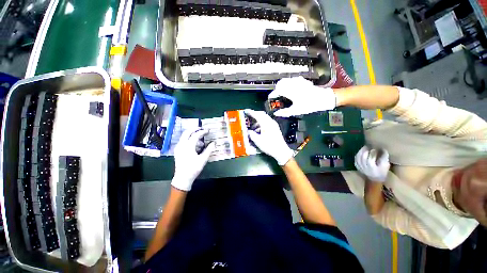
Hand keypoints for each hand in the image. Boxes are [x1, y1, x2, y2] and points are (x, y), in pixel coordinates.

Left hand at [171, 128, 215, 190]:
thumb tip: (214, 143)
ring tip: (201, 141)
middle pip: (187, 132)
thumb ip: (209, 150)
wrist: (182, 178)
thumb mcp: (203, 159)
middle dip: (195, 129)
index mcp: (188, 146)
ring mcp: (178, 148)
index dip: (202, 132)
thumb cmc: (193, 168)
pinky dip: (189, 140)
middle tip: (202, 129)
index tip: (208, 131)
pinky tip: (195, 146)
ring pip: (184, 136)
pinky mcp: (177, 151)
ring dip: (192, 135)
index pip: (195, 135)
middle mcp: (181, 145)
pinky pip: (183, 141)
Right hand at [244, 109, 292, 165]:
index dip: (251, 112)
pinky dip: (261, 125)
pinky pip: (267, 123)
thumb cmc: (269, 145)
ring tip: (252, 128)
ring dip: (258, 122)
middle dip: (254, 115)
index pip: (257, 115)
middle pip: (262, 115)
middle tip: (249, 117)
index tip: (245, 111)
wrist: (281, 151)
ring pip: (264, 119)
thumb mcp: (258, 140)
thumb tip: (247, 131)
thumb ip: (251, 134)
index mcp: (266, 123)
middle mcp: (270, 122)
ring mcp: (274, 125)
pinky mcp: (275, 128)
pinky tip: (258, 131)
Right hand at [269, 77, 336, 116]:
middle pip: (280, 83)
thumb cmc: (310, 105)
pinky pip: (291, 80)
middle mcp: (293, 84)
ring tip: (282, 93)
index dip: (272, 94)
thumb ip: (285, 112)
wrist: (324, 98)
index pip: (277, 90)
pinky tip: (290, 90)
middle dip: (276, 89)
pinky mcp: (302, 81)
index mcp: (290, 91)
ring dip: (282, 86)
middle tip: (277, 96)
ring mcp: (298, 81)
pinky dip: (288, 84)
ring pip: (285, 80)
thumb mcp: (296, 110)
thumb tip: (276, 114)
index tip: (270, 98)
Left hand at [354, 146, 389, 182]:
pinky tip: (361, 151)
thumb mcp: (386, 165)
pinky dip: (358, 154)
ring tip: (365, 147)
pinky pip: (356, 159)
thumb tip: (383, 149)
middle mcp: (364, 167)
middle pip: (363, 157)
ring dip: (361, 151)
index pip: (371, 158)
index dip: (373, 152)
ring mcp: (359, 166)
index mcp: (372, 167)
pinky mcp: (357, 166)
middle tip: (369, 146)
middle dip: (366, 150)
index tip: (376, 148)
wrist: (374, 179)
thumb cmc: (382, 172)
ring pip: (358, 157)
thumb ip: (384, 158)